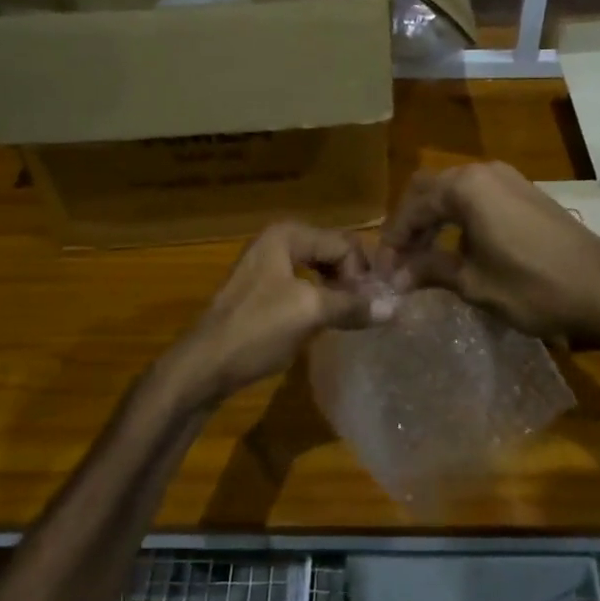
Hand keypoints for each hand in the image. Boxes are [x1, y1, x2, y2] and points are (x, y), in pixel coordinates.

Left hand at [163, 222, 373, 406]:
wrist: (204, 366)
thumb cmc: (256, 330)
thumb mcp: (309, 313)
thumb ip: (352, 306)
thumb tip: (395, 308)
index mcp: (287, 235)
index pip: (344, 243)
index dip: (361, 274)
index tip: (368, 307)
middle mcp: (278, 241)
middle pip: (333, 252)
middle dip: (353, 279)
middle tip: (365, 311)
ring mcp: (268, 266)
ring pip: (320, 270)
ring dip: (339, 291)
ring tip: (351, 318)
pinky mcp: (263, 291)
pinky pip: (305, 286)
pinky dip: (322, 300)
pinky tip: (328, 322)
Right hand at [376, 163, 599, 343]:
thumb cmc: (533, 287)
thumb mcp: (473, 283)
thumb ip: (429, 271)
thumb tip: (393, 277)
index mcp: (466, 186)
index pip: (412, 206)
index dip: (392, 240)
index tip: (383, 273)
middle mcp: (484, 172)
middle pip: (429, 191)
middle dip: (409, 226)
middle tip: (398, 264)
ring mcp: (509, 179)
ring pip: (453, 193)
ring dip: (433, 222)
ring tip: (422, 261)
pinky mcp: (525, 194)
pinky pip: (477, 198)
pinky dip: (458, 220)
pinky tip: (456, 250)